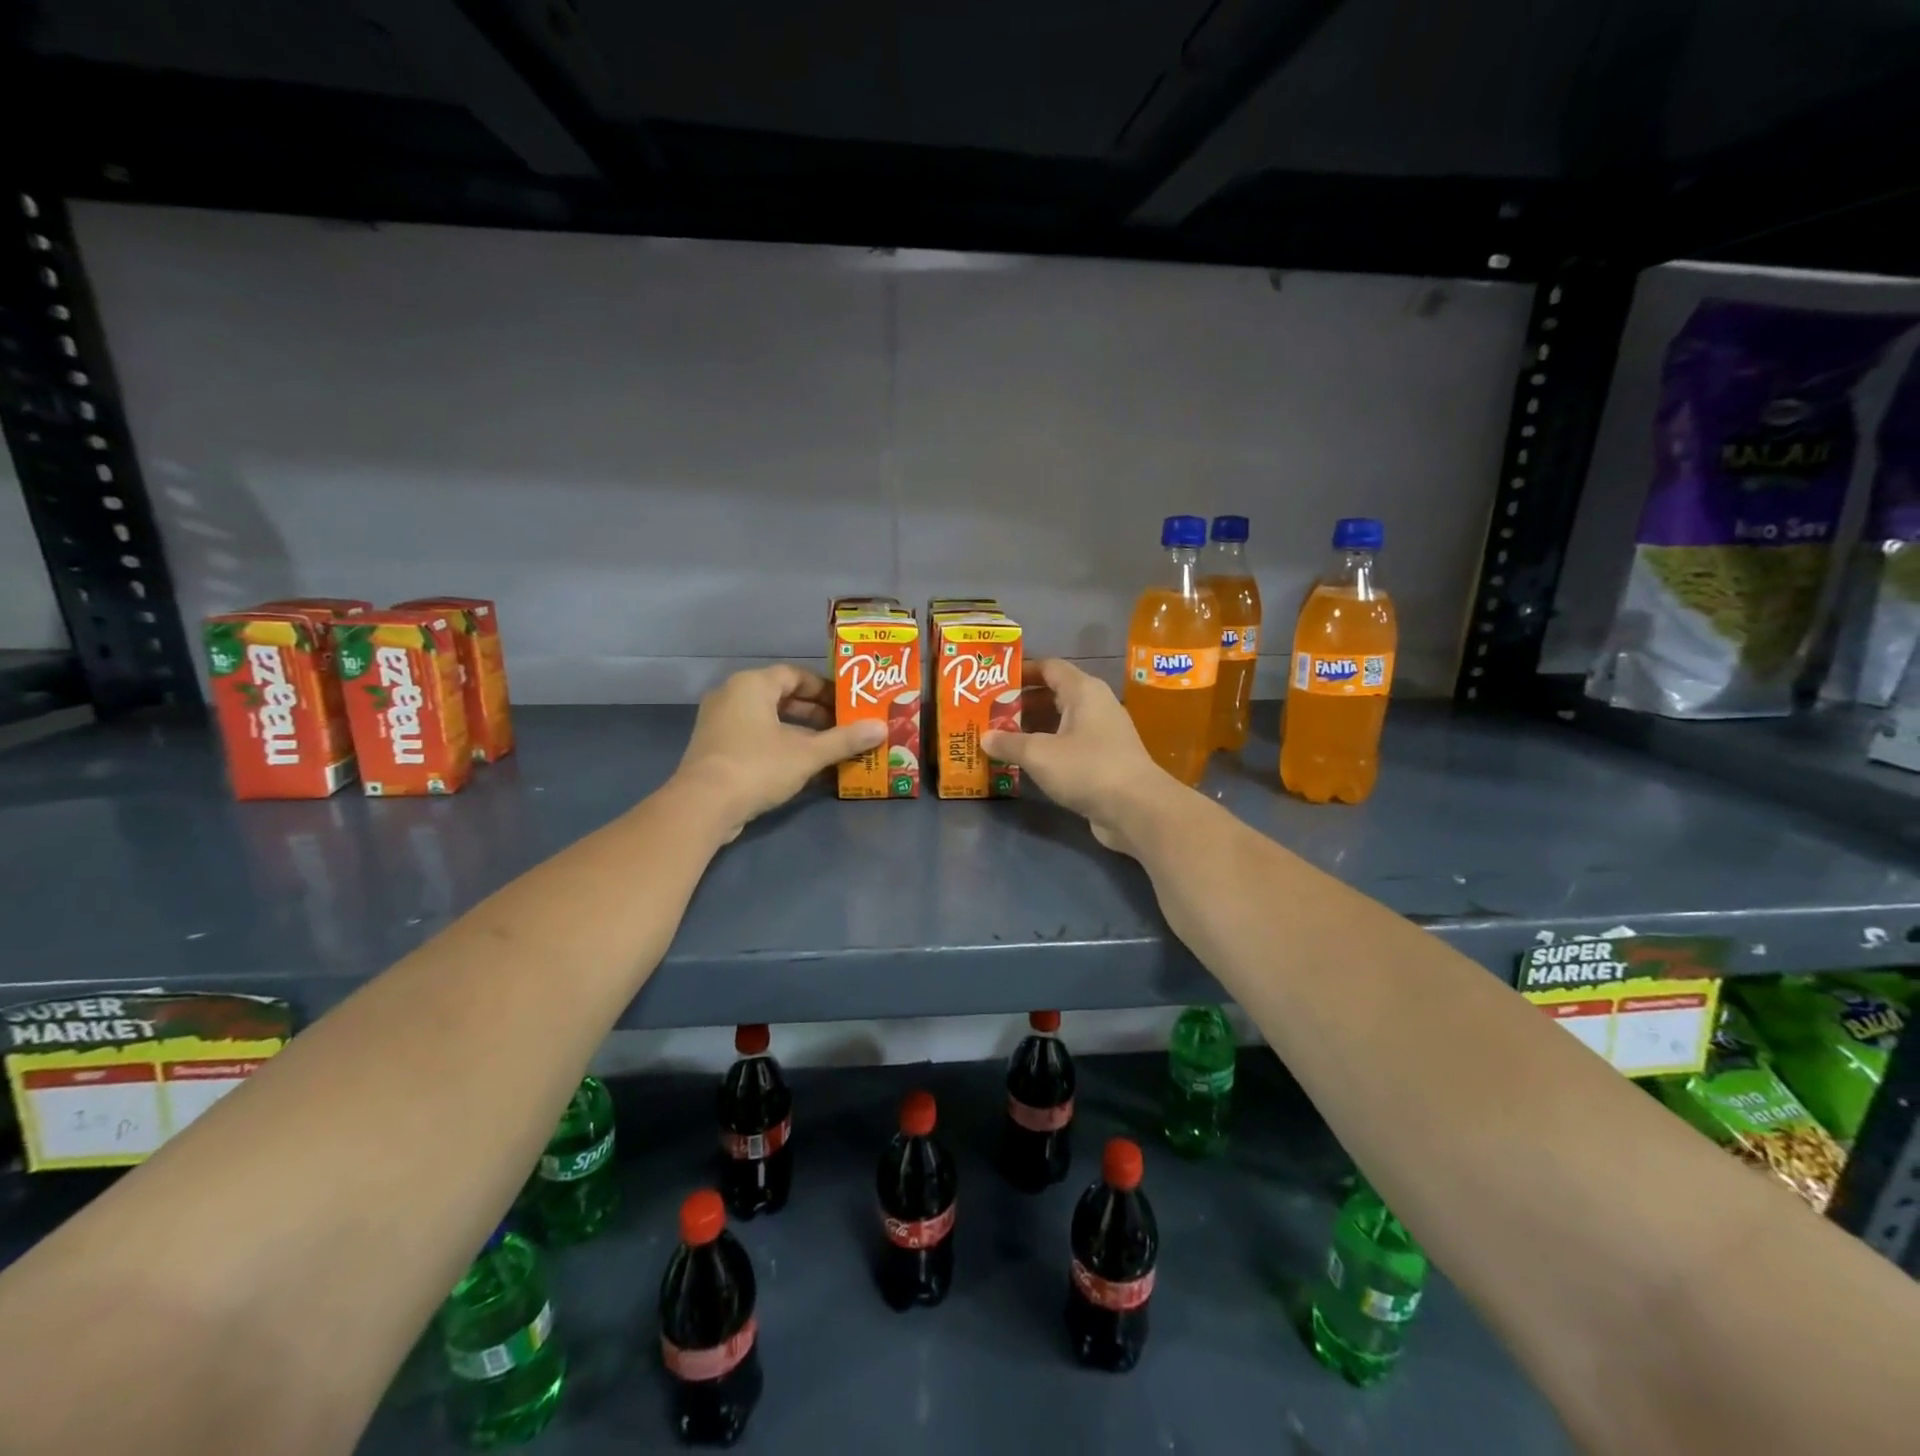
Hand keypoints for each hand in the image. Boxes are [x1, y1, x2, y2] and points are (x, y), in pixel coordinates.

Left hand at [673, 665, 884, 840]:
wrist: (703, 806)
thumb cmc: (757, 766)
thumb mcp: (807, 753)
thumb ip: (844, 740)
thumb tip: (881, 728)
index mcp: (752, 685)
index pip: (795, 675)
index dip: (824, 689)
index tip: (848, 705)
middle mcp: (731, 696)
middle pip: (781, 697)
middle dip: (815, 713)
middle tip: (844, 727)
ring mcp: (719, 723)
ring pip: (768, 719)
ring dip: (799, 732)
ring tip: (829, 748)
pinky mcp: (715, 749)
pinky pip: (755, 737)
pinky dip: (779, 746)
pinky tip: (802, 766)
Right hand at [981, 659, 1183, 856]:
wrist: (1137, 809)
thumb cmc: (1087, 768)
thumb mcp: (1039, 754)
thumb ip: (1009, 742)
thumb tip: (984, 737)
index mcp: (1083, 690)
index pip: (1049, 667)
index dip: (1021, 670)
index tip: (994, 680)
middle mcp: (1096, 705)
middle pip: (1054, 694)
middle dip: (1021, 703)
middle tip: (990, 713)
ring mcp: (1103, 734)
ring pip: (1061, 722)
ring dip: (1033, 728)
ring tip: (1001, 737)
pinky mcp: (1105, 760)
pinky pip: (1070, 745)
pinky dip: (1048, 749)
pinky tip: (1026, 762)